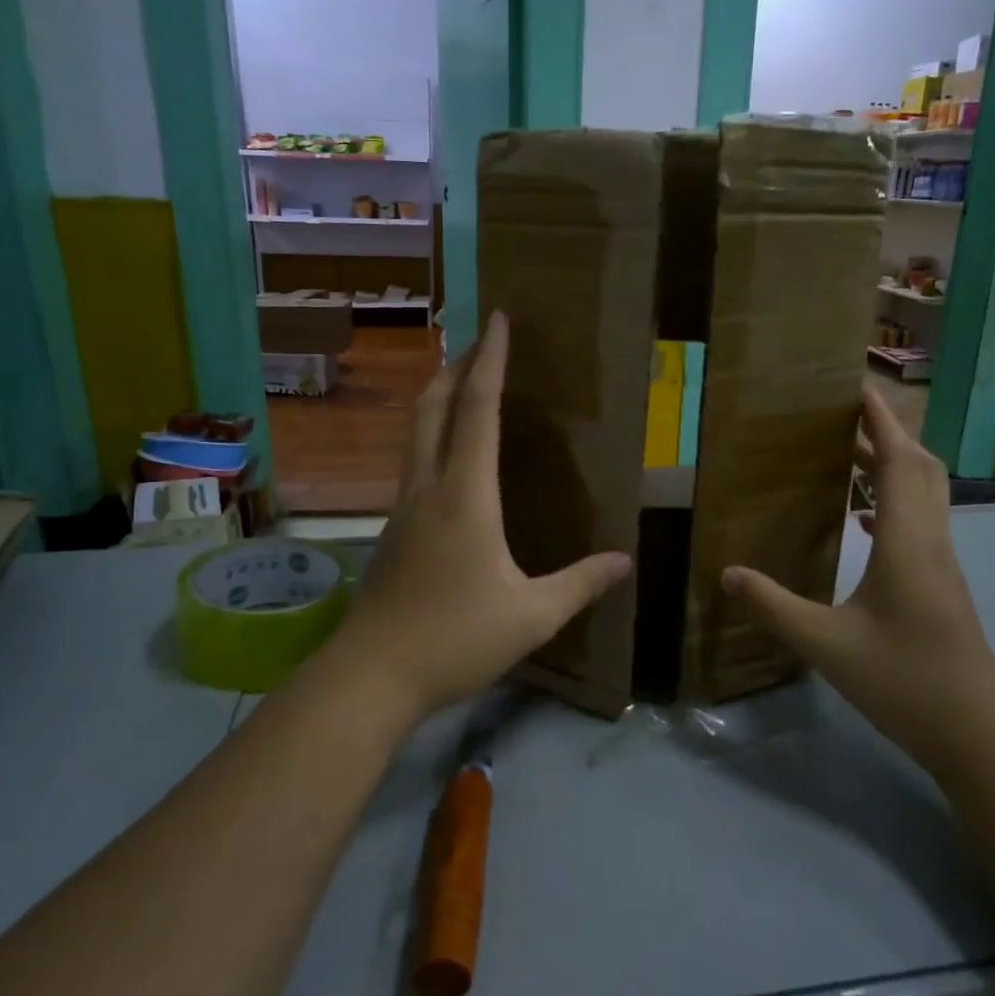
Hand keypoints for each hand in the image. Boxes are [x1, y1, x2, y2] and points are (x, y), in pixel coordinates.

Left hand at [324, 311, 631, 719]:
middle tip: (478, 343)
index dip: (490, 361)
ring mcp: (403, 508)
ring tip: (463, 389)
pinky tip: (450, 463)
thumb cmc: (455, 638)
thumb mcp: (532, 616)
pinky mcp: (392, 531)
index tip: (497, 320)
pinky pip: (414, 465)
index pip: (479, 410)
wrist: (370, 675)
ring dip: (439, 400)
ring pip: (417, 434)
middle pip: (434, 408)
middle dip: (455, 367)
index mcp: (466, 494)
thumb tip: (624, 561)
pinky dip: (432, 439)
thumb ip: (580, 584)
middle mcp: (428, 488)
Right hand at [721, 389, 994, 766]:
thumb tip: (728, 573)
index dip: (880, 420)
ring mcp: (942, 563)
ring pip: (924, 494)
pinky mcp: (941, 583)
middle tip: (842, 418)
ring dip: (891, 466)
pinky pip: (920, 521)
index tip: (856, 387)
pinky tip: (863, 519)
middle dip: (885, 434)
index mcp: (907, 542)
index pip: (899, 462)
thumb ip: (774, 607)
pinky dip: (894, 501)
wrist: (976, 732)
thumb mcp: (825, 645)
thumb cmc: (904, 681)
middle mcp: (931, 541)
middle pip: (920, 468)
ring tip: (847, 457)